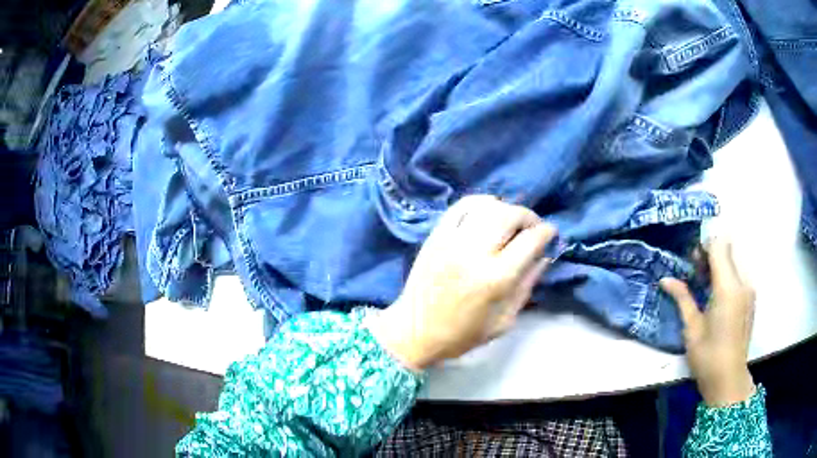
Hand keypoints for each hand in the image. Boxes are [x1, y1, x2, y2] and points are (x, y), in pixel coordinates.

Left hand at [367, 195, 556, 370]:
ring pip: (487, 206)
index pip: (530, 241)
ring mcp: (452, 240)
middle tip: (533, 227)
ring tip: (511, 221)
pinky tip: (487, 210)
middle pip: (510, 215)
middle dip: (529, 217)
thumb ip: (526, 286)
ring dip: (506, 209)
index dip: (546, 232)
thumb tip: (543, 257)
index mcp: (495, 279)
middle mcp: (474, 253)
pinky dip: (479, 202)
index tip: (550, 234)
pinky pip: (460, 206)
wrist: (414, 332)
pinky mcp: (436, 235)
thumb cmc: (462, 334)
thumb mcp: (503, 321)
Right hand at [660, 239, 755, 406]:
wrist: (728, 380)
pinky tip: (717, 297)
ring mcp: (749, 290)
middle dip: (711, 255)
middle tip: (695, 273)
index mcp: (728, 289)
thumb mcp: (692, 328)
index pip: (718, 247)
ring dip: (719, 266)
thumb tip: (665, 279)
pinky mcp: (751, 298)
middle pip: (728, 251)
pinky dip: (727, 277)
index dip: (704, 246)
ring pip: (734, 262)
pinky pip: (739, 275)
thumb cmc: (707, 357)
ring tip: (705, 286)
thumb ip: (682, 298)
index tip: (692, 260)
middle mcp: (743, 283)